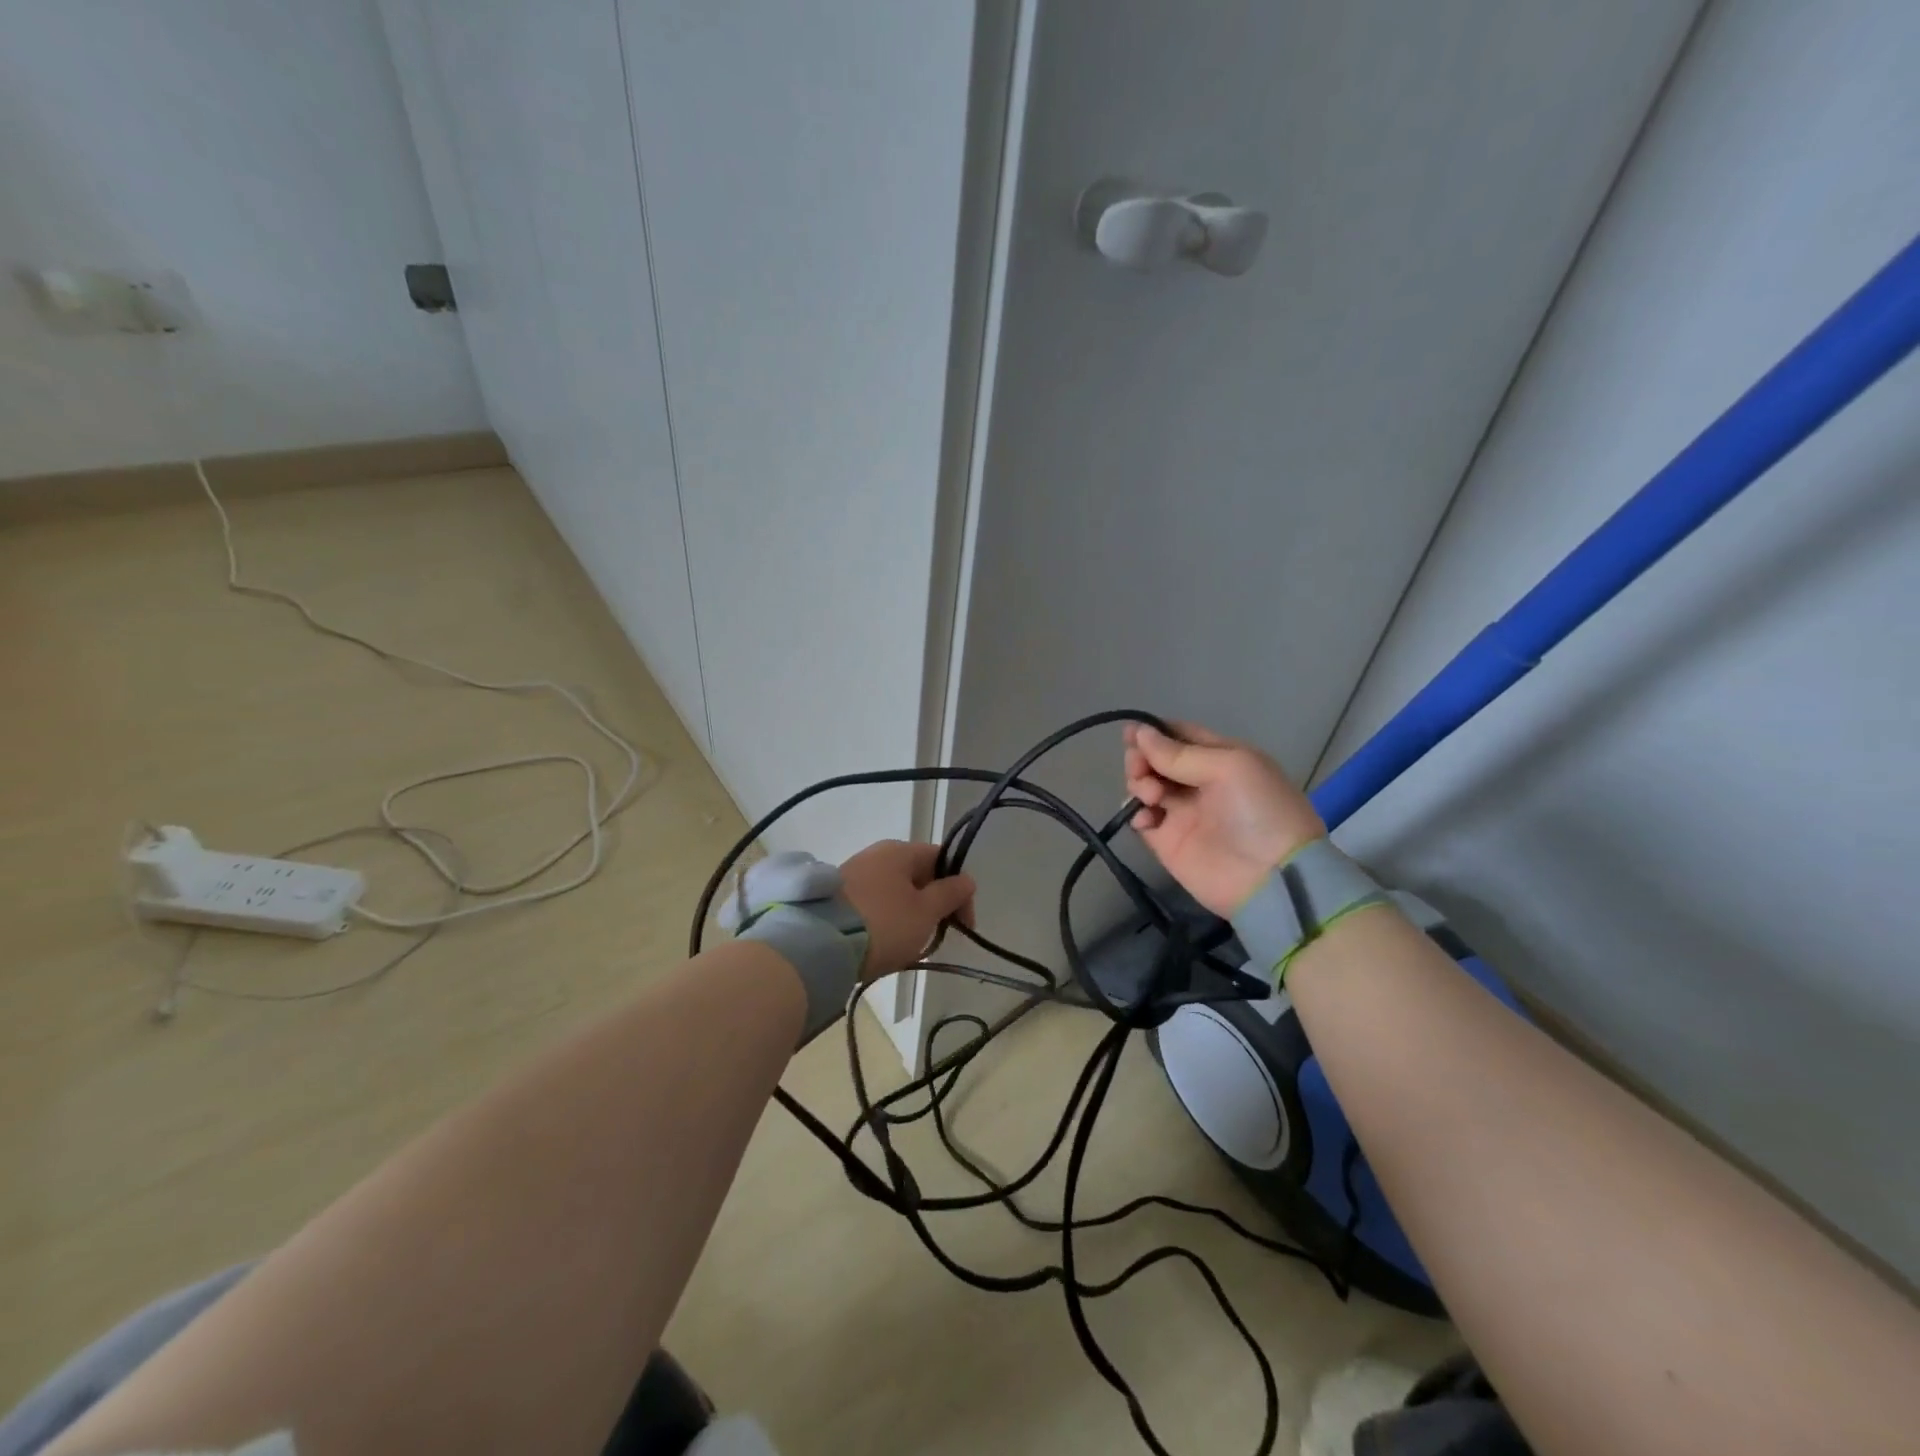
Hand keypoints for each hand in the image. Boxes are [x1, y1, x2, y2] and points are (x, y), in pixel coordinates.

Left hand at [838, 840, 976, 980]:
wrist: (821, 945)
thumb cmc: (884, 924)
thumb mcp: (925, 912)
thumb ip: (950, 894)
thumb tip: (966, 879)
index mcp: (900, 850)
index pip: (942, 860)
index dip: (959, 889)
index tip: (962, 924)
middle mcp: (876, 854)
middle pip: (917, 875)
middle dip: (933, 904)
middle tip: (936, 937)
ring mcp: (853, 873)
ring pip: (895, 892)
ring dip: (909, 914)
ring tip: (909, 946)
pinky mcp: (836, 896)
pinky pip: (873, 904)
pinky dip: (885, 919)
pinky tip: (883, 943)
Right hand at [1124, 721, 1325, 915]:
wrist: (1272, 879)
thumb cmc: (1259, 811)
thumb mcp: (1229, 767)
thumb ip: (1179, 753)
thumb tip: (1138, 733)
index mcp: (1221, 758)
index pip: (1181, 736)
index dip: (1155, 731)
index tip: (1131, 732)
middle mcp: (1199, 782)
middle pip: (1156, 759)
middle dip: (1142, 757)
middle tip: (1141, 769)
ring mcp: (1182, 812)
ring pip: (1145, 785)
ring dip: (1140, 783)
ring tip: (1152, 797)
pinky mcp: (1168, 842)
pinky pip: (1141, 819)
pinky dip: (1135, 814)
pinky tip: (1146, 819)